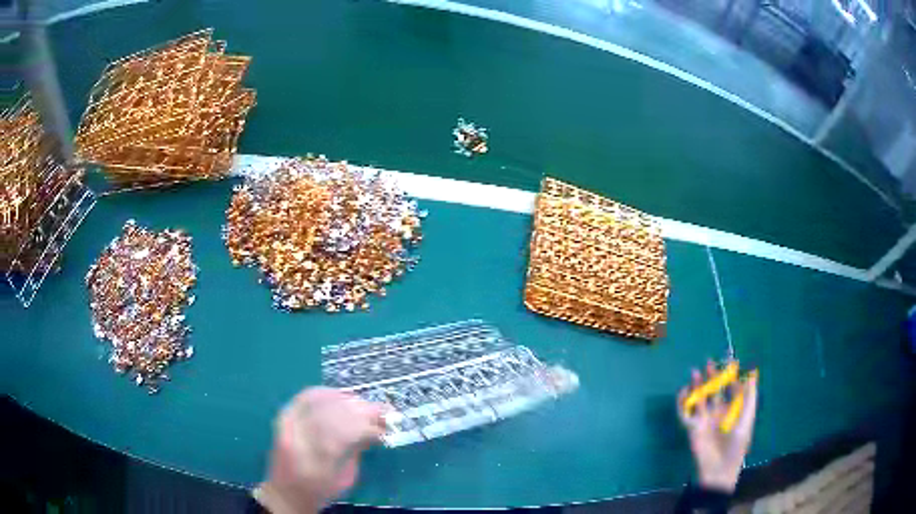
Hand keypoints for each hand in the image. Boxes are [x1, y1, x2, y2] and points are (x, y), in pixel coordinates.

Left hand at [255, 388, 388, 513]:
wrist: (284, 493)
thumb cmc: (320, 491)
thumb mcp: (345, 478)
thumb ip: (356, 451)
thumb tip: (376, 429)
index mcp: (318, 462)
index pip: (346, 434)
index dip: (368, 426)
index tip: (387, 423)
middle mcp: (300, 440)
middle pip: (333, 414)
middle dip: (362, 409)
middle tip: (382, 410)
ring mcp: (288, 426)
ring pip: (320, 402)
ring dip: (346, 400)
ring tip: (364, 403)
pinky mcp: (283, 419)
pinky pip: (305, 398)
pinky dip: (325, 393)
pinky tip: (340, 395)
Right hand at [678, 360, 758, 492]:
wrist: (719, 469)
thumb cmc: (737, 446)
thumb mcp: (747, 421)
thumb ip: (749, 398)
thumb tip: (753, 374)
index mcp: (732, 410)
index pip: (731, 389)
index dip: (731, 376)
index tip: (729, 361)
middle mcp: (718, 412)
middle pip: (714, 390)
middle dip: (711, 377)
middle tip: (708, 362)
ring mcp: (705, 420)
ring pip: (699, 398)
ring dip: (696, 386)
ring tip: (694, 372)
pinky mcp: (692, 428)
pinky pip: (685, 413)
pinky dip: (682, 403)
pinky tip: (683, 392)